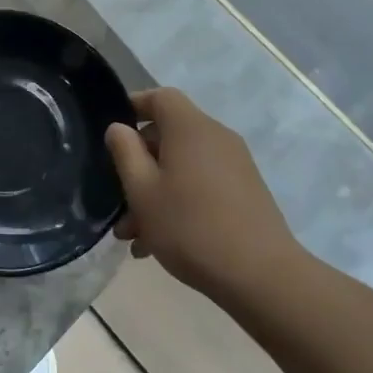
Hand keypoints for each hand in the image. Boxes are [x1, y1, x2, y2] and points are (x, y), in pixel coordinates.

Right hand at [105, 88, 303, 298]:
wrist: (260, 275)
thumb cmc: (190, 226)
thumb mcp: (142, 191)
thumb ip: (125, 153)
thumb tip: (119, 128)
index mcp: (190, 128)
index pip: (161, 97)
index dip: (134, 106)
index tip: (111, 131)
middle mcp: (216, 138)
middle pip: (169, 136)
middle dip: (138, 165)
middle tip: (117, 200)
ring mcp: (234, 165)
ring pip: (182, 166)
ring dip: (154, 191)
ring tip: (133, 235)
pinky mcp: (244, 192)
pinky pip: (201, 184)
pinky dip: (178, 201)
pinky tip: (158, 242)